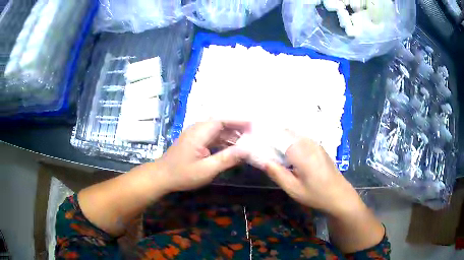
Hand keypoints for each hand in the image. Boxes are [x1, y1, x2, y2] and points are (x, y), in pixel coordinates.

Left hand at [149, 120, 249, 192]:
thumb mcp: (206, 169)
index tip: (255, 125)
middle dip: (239, 127)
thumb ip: (226, 159)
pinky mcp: (196, 141)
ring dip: (232, 135)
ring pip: (218, 131)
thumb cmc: (182, 174)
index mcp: (200, 132)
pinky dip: (225, 141)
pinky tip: (234, 148)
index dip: (240, 121)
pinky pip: (213, 137)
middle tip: (255, 134)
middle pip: (222, 123)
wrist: (161, 176)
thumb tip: (247, 150)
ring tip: (248, 142)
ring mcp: (196, 135)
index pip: (223, 120)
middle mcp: (198, 129)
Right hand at [262, 134, 363, 216]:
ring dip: (280, 137)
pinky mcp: (318, 147)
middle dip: (271, 136)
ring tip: (269, 147)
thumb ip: (277, 173)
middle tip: (259, 145)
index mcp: (300, 151)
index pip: (277, 136)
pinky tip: (285, 152)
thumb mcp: (293, 189)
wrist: (339, 195)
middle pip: (285, 132)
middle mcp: (308, 142)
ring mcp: (314, 143)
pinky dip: (289, 141)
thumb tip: (262, 160)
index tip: (252, 141)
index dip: (264, 136)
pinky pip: (300, 139)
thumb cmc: (316, 194)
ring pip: (292, 134)